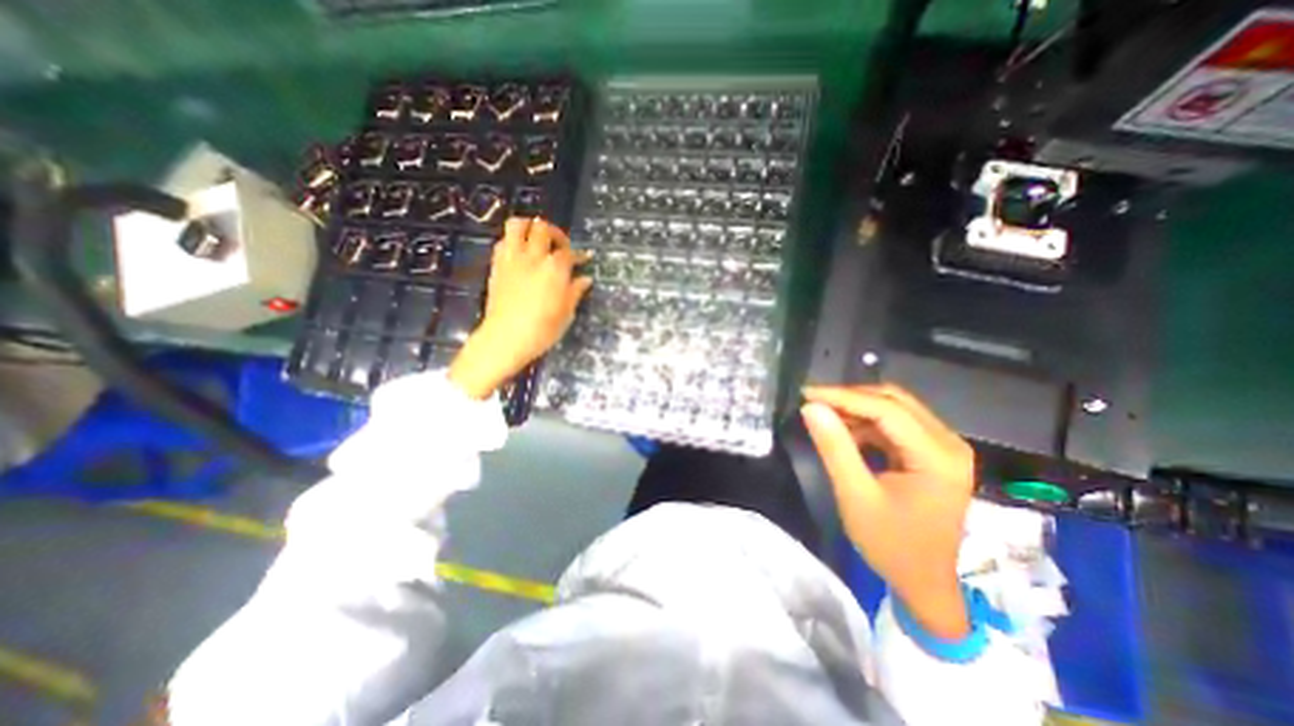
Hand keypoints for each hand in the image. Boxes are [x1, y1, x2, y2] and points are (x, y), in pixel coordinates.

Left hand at [450, 219, 589, 400]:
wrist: (506, 338)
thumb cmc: (542, 329)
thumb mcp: (566, 313)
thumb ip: (575, 291)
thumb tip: (585, 279)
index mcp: (554, 269)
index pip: (569, 253)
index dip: (579, 255)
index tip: (585, 258)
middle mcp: (533, 257)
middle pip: (543, 229)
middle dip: (555, 234)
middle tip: (561, 246)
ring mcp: (512, 259)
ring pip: (517, 225)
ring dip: (529, 227)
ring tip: (537, 238)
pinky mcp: (497, 265)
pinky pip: (503, 241)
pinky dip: (513, 241)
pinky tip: (520, 253)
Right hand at [801, 383, 969, 636]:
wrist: (925, 583)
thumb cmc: (890, 545)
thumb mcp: (855, 496)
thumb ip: (834, 448)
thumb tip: (811, 408)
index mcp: (937, 457)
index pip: (886, 409)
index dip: (843, 397)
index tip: (806, 393)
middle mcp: (949, 443)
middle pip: (895, 401)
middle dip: (850, 397)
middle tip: (813, 402)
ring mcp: (944, 447)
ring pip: (895, 408)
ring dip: (857, 408)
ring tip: (824, 416)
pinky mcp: (934, 453)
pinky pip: (896, 424)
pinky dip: (867, 422)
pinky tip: (845, 431)